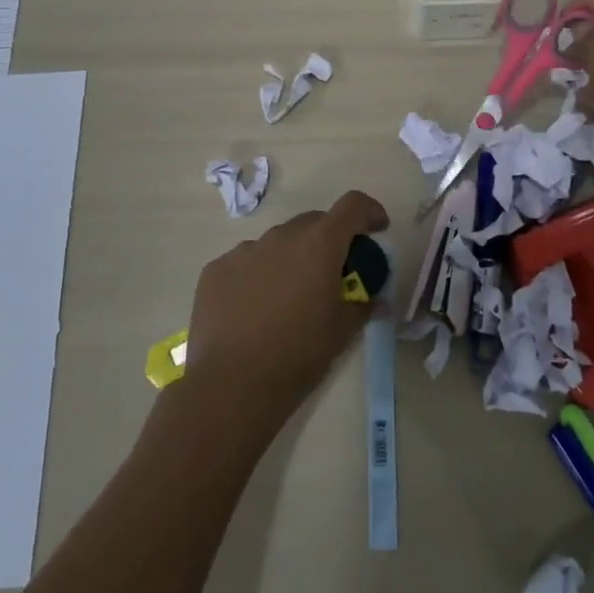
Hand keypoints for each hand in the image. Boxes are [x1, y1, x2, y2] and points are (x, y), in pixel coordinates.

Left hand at [180, 190, 389, 427]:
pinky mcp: (216, 269)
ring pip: (278, 243)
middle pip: (314, 223)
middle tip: (331, 273)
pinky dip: (257, 275)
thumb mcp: (341, 332)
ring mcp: (245, 250)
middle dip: (329, 240)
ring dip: (290, 259)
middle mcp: (282, 236)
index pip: (352, 205)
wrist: (230, 386)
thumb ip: (363, 305)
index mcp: (319, 244)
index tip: (377, 229)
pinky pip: (246, 262)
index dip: (369, 212)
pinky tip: (252, 310)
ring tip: (287, 298)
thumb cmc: (297, 355)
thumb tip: (377, 299)